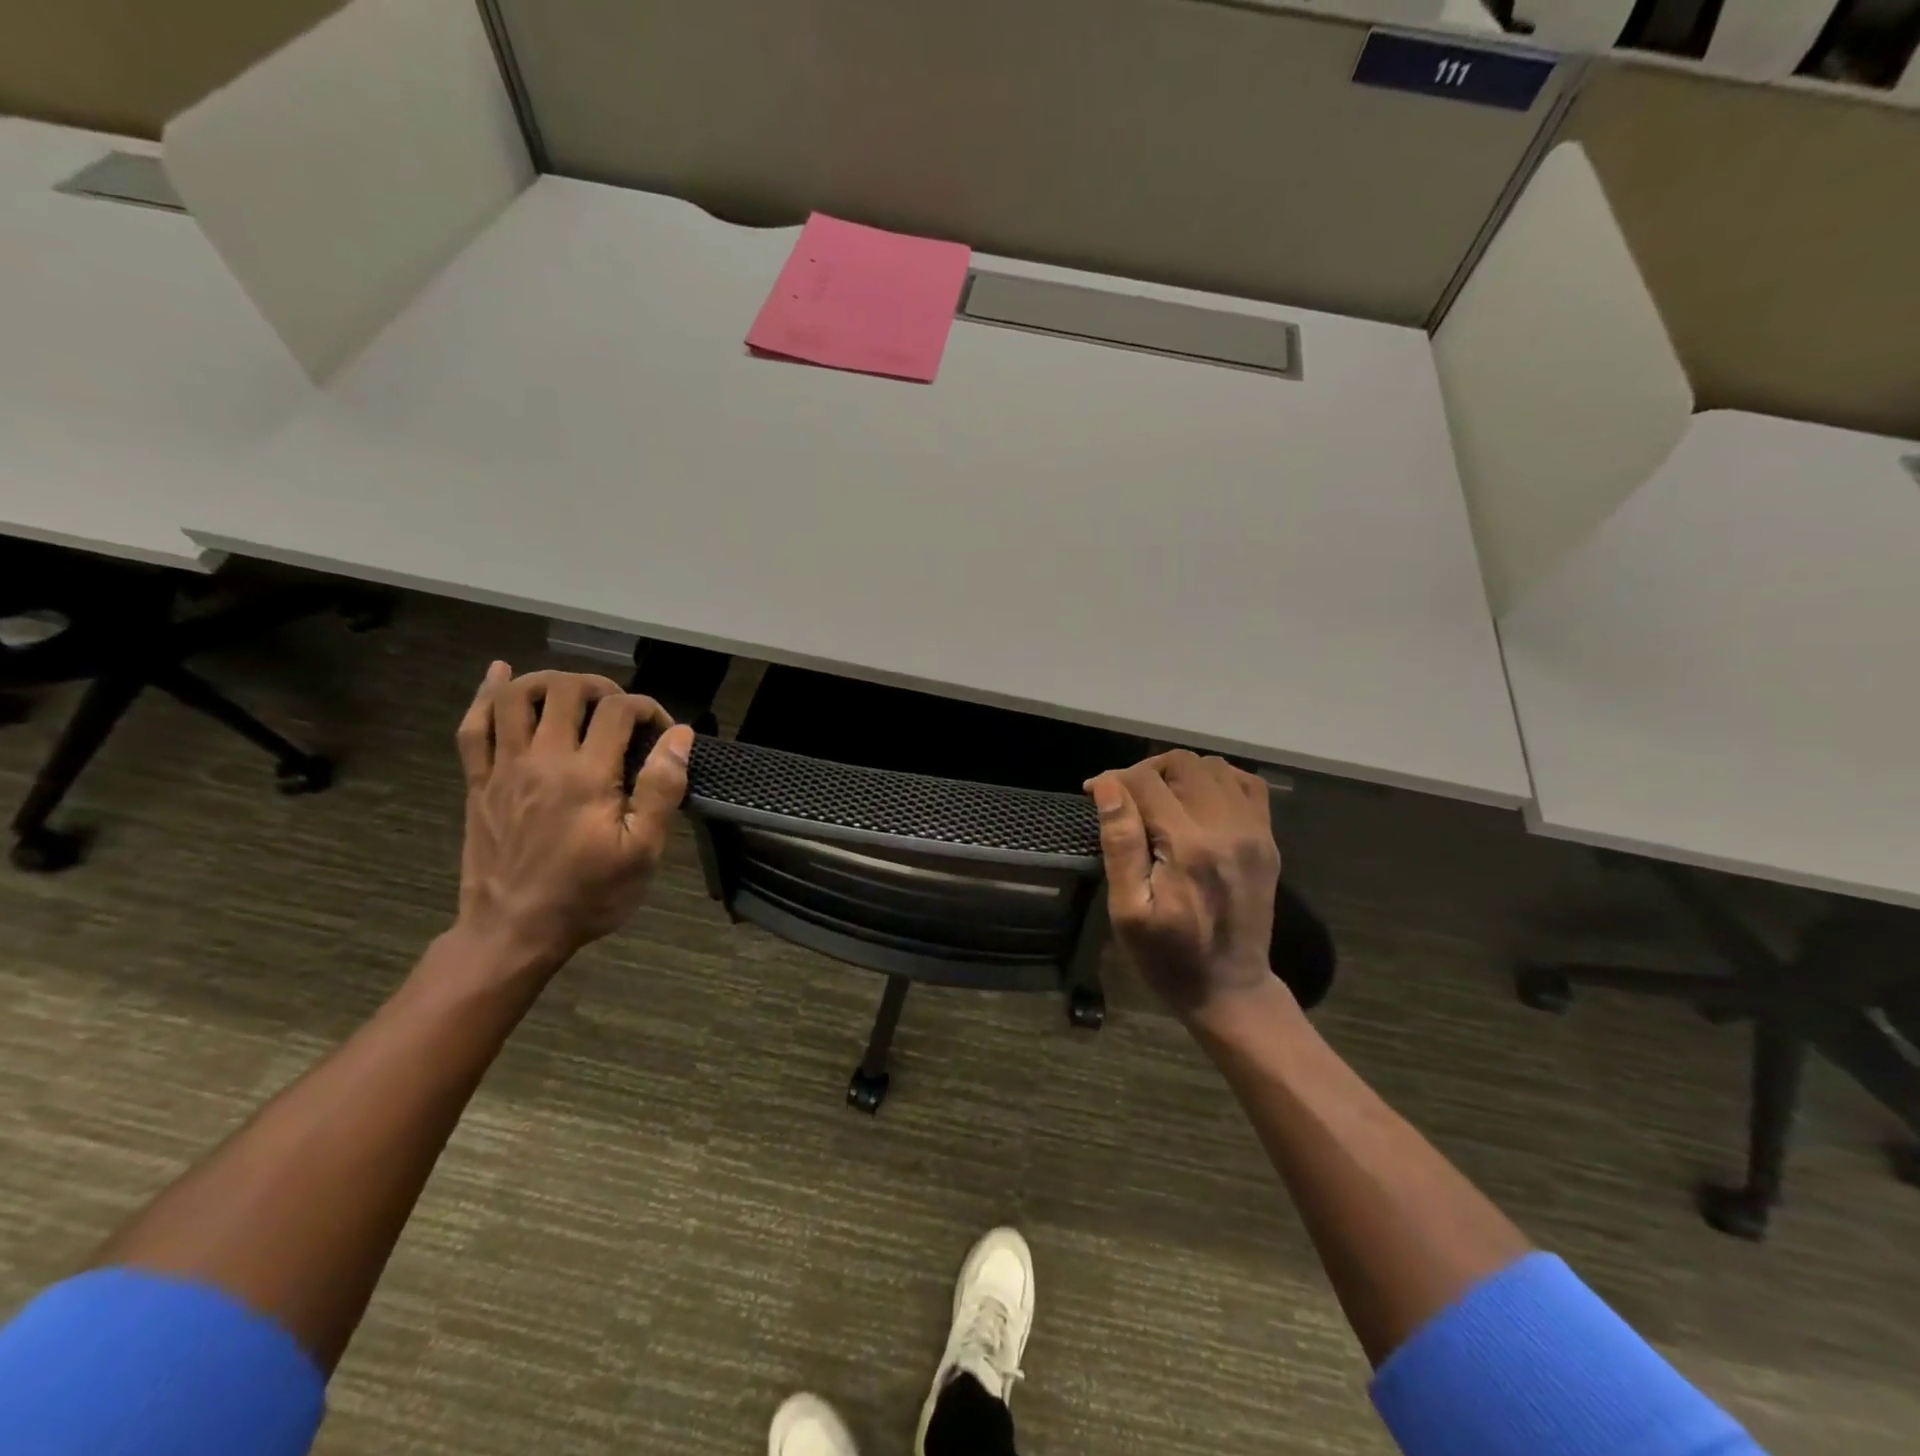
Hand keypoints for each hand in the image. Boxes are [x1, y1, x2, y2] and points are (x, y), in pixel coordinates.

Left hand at [454, 663, 694, 971]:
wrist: (513, 932)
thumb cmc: (588, 895)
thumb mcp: (643, 851)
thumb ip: (662, 789)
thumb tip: (679, 736)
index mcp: (587, 775)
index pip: (619, 711)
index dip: (648, 709)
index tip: (663, 733)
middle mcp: (542, 759)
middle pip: (566, 690)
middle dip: (601, 687)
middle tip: (620, 711)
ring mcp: (503, 768)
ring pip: (516, 697)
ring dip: (548, 682)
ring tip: (573, 694)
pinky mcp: (478, 782)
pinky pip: (473, 726)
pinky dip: (486, 694)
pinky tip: (500, 676)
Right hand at [1086, 751, 1281, 1022]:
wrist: (1230, 988)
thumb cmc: (1167, 956)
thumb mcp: (1128, 910)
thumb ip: (1120, 843)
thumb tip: (1106, 787)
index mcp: (1189, 846)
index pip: (1146, 781)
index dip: (1112, 779)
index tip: (1092, 793)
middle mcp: (1227, 828)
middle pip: (1182, 763)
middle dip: (1145, 770)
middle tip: (1124, 797)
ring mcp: (1254, 832)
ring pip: (1214, 766)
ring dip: (1179, 773)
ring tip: (1157, 798)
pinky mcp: (1267, 840)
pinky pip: (1247, 783)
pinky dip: (1218, 779)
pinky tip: (1197, 799)